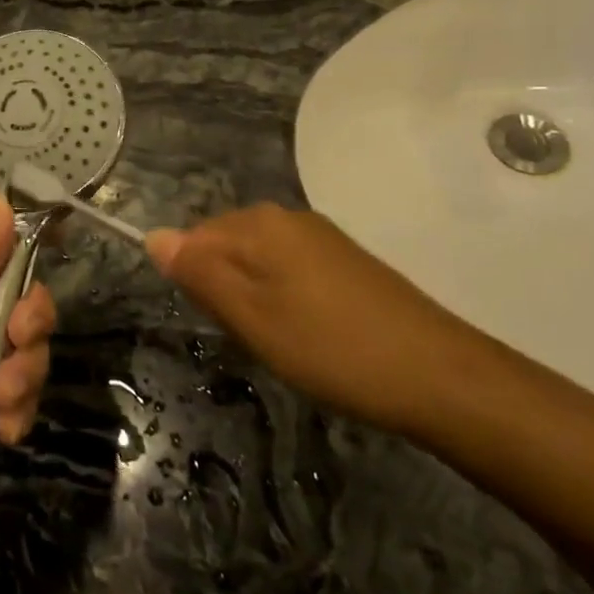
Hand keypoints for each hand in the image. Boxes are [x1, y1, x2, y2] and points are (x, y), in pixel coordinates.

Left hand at [0, 197, 55, 450]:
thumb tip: (0, 198)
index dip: (19, 239)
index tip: (56, 244)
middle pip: (17, 295)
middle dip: (27, 322)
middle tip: (17, 339)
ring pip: (23, 348)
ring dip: (20, 375)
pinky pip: (17, 393)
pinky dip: (15, 411)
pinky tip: (1, 430)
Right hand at [146, 204, 487, 434]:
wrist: (440, 375)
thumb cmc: (330, 348)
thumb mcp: (250, 317)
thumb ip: (199, 273)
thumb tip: (152, 236)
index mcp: (259, 223)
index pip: (194, 238)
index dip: (196, 284)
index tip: (221, 324)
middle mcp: (287, 217)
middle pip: (226, 246)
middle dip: (225, 291)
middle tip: (252, 339)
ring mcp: (321, 237)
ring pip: (258, 262)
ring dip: (255, 299)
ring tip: (281, 343)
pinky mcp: (346, 261)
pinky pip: (290, 271)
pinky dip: (286, 301)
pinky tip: (310, 336)